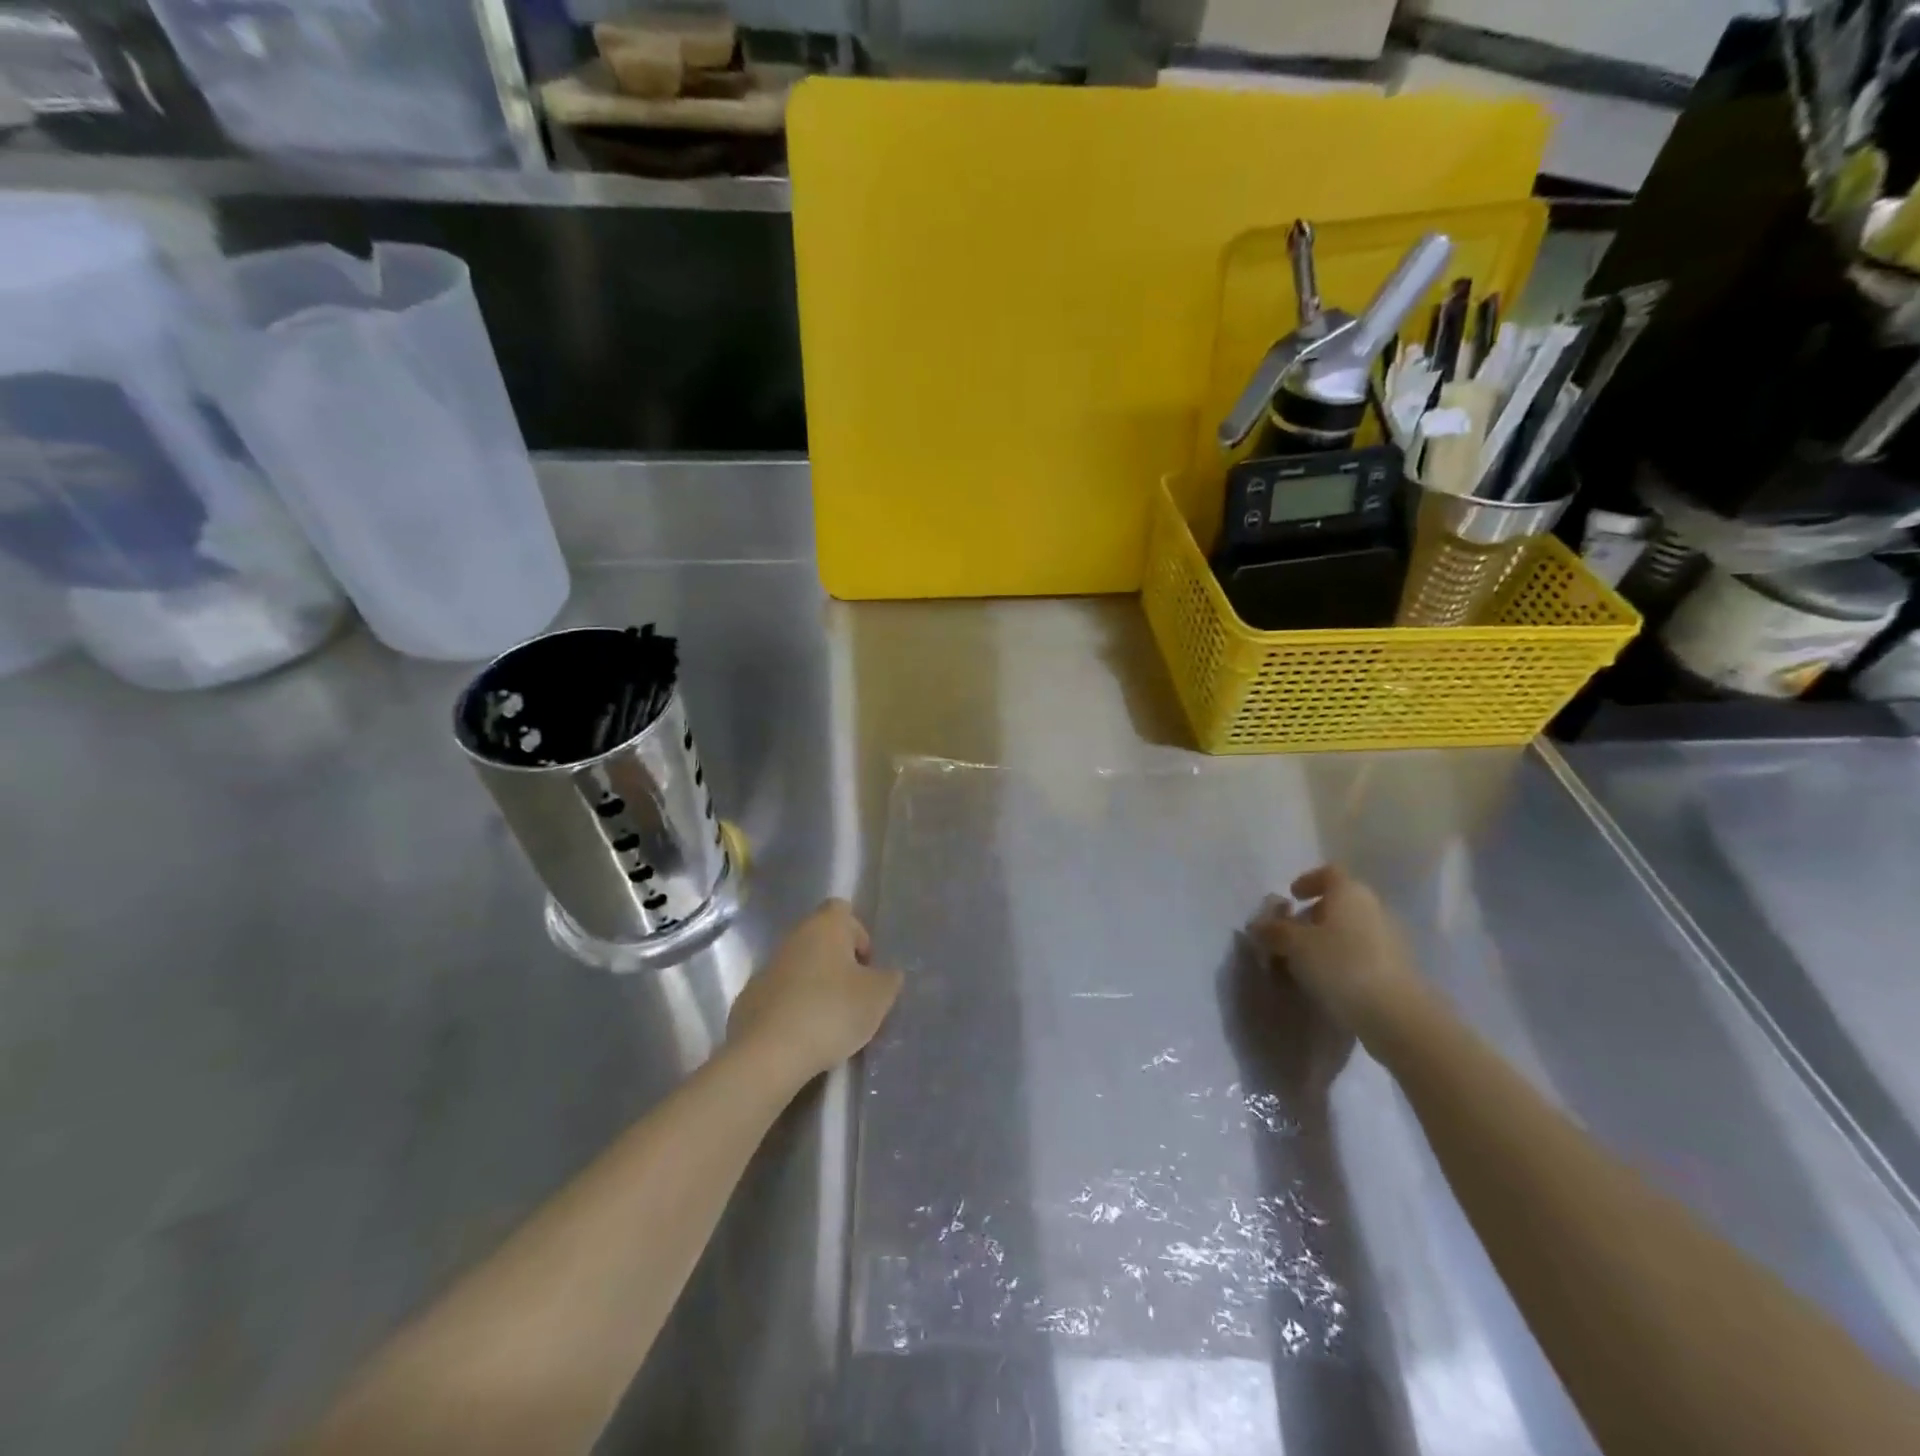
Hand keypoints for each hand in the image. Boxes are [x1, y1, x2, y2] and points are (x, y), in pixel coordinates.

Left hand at [727, 900, 902, 1081]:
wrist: (769, 1053)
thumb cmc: (832, 1011)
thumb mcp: (878, 996)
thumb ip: (888, 979)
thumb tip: (886, 974)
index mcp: (825, 926)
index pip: (843, 910)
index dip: (859, 935)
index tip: (866, 968)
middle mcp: (793, 937)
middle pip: (821, 941)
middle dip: (839, 965)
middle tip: (854, 998)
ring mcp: (767, 968)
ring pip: (800, 968)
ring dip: (816, 987)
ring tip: (830, 1022)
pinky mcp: (750, 999)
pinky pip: (781, 995)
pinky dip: (793, 1009)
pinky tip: (803, 1037)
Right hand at [1251, 866, 1432, 1048]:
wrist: (1397, 1015)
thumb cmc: (1341, 965)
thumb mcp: (1295, 945)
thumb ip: (1274, 931)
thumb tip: (1258, 925)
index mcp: (1350, 893)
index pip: (1329, 872)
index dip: (1308, 880)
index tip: (1292, 897)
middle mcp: (1373, 908)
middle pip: (1340, 902)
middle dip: (1313, 914)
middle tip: (1290, 933)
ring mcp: (1389, 938)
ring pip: (1350, 929)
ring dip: (1327, 939)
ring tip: (1303, 962)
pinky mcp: (1396, 968)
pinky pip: (1361, 953)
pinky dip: (1342, 959)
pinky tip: (1326, 980)